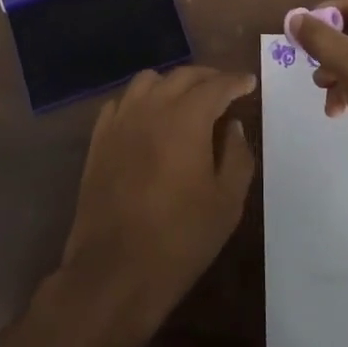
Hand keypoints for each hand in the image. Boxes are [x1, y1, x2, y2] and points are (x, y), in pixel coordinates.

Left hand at [55, 65, 255, 339]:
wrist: (114, 271)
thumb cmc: (180, 238)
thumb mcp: (227, 202)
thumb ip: (237, 155)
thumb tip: (233, 125)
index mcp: (187, 118)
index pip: (216, 86)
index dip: (235, 81)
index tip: (248, 82)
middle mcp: (152, 108)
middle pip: (182, 75)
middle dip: (208, 77)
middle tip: (224, 88)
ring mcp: (121, 121)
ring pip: (148, 81)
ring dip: (172, 83)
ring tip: (186, 98)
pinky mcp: (99, 139)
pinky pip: (122, 102)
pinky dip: (141, 99)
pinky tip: (148, 116)